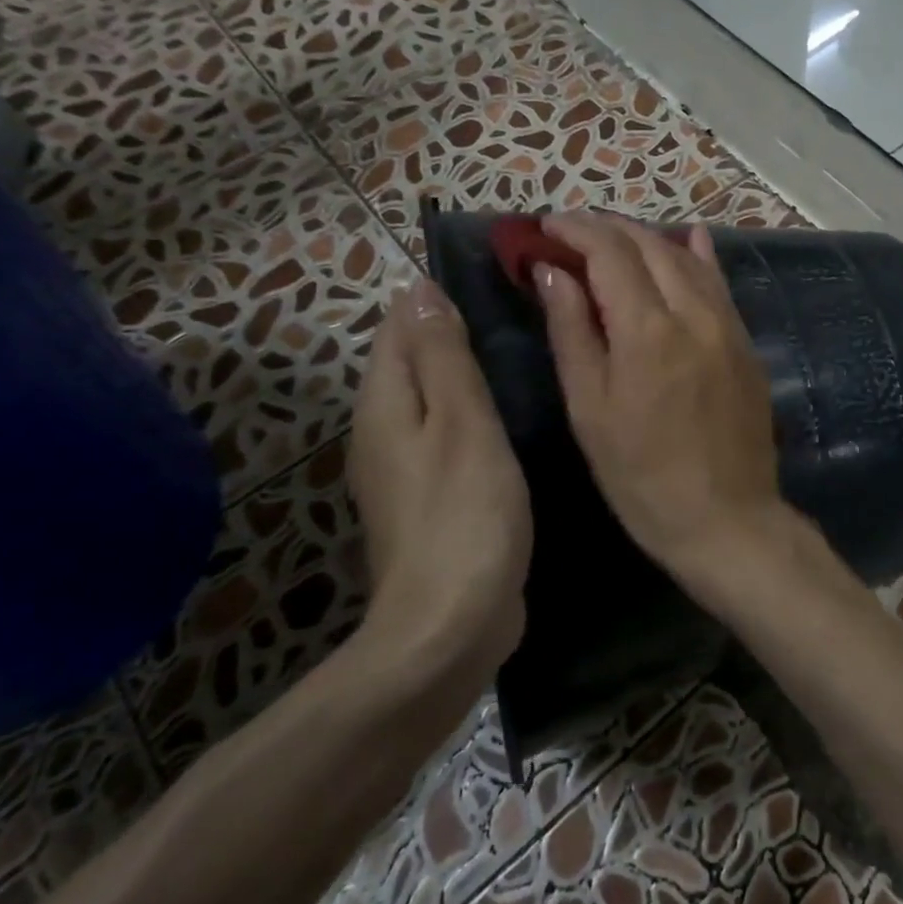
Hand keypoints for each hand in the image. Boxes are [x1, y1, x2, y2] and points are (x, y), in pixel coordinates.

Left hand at [347, 276, 531, 691]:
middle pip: (410, 361)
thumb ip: (442, 357)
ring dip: (464, 374)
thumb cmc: (464, 513)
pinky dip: (472, 416)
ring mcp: (403, 471)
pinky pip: (447, 436)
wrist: (451, 623)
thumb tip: (419, 289)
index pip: (399, 327)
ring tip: (520, 355)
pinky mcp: (430, 501)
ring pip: (431, 400)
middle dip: (450, 332)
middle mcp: (382, 431)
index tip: (494, 280)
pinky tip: (511, 418)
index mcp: (385, 404)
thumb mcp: (462, 423)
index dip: (435, 297)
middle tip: (519, 313)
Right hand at [533, 213, 788, 600]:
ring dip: (647, 238)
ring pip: (687, 259)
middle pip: (649, 246)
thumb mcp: (590, 410)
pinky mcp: (746, 343)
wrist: (727, 519)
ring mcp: (728, 326)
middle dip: (607, 228)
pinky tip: (690, 239)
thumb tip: (551, 272)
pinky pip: (720, 284)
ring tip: (613, 237)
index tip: (545, 225)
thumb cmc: (642, 476)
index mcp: (648, 330)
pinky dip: (697, 257)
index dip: (574, 231)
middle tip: (571, 231)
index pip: (609, 253)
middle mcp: (694, 314)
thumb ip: (572, 332)